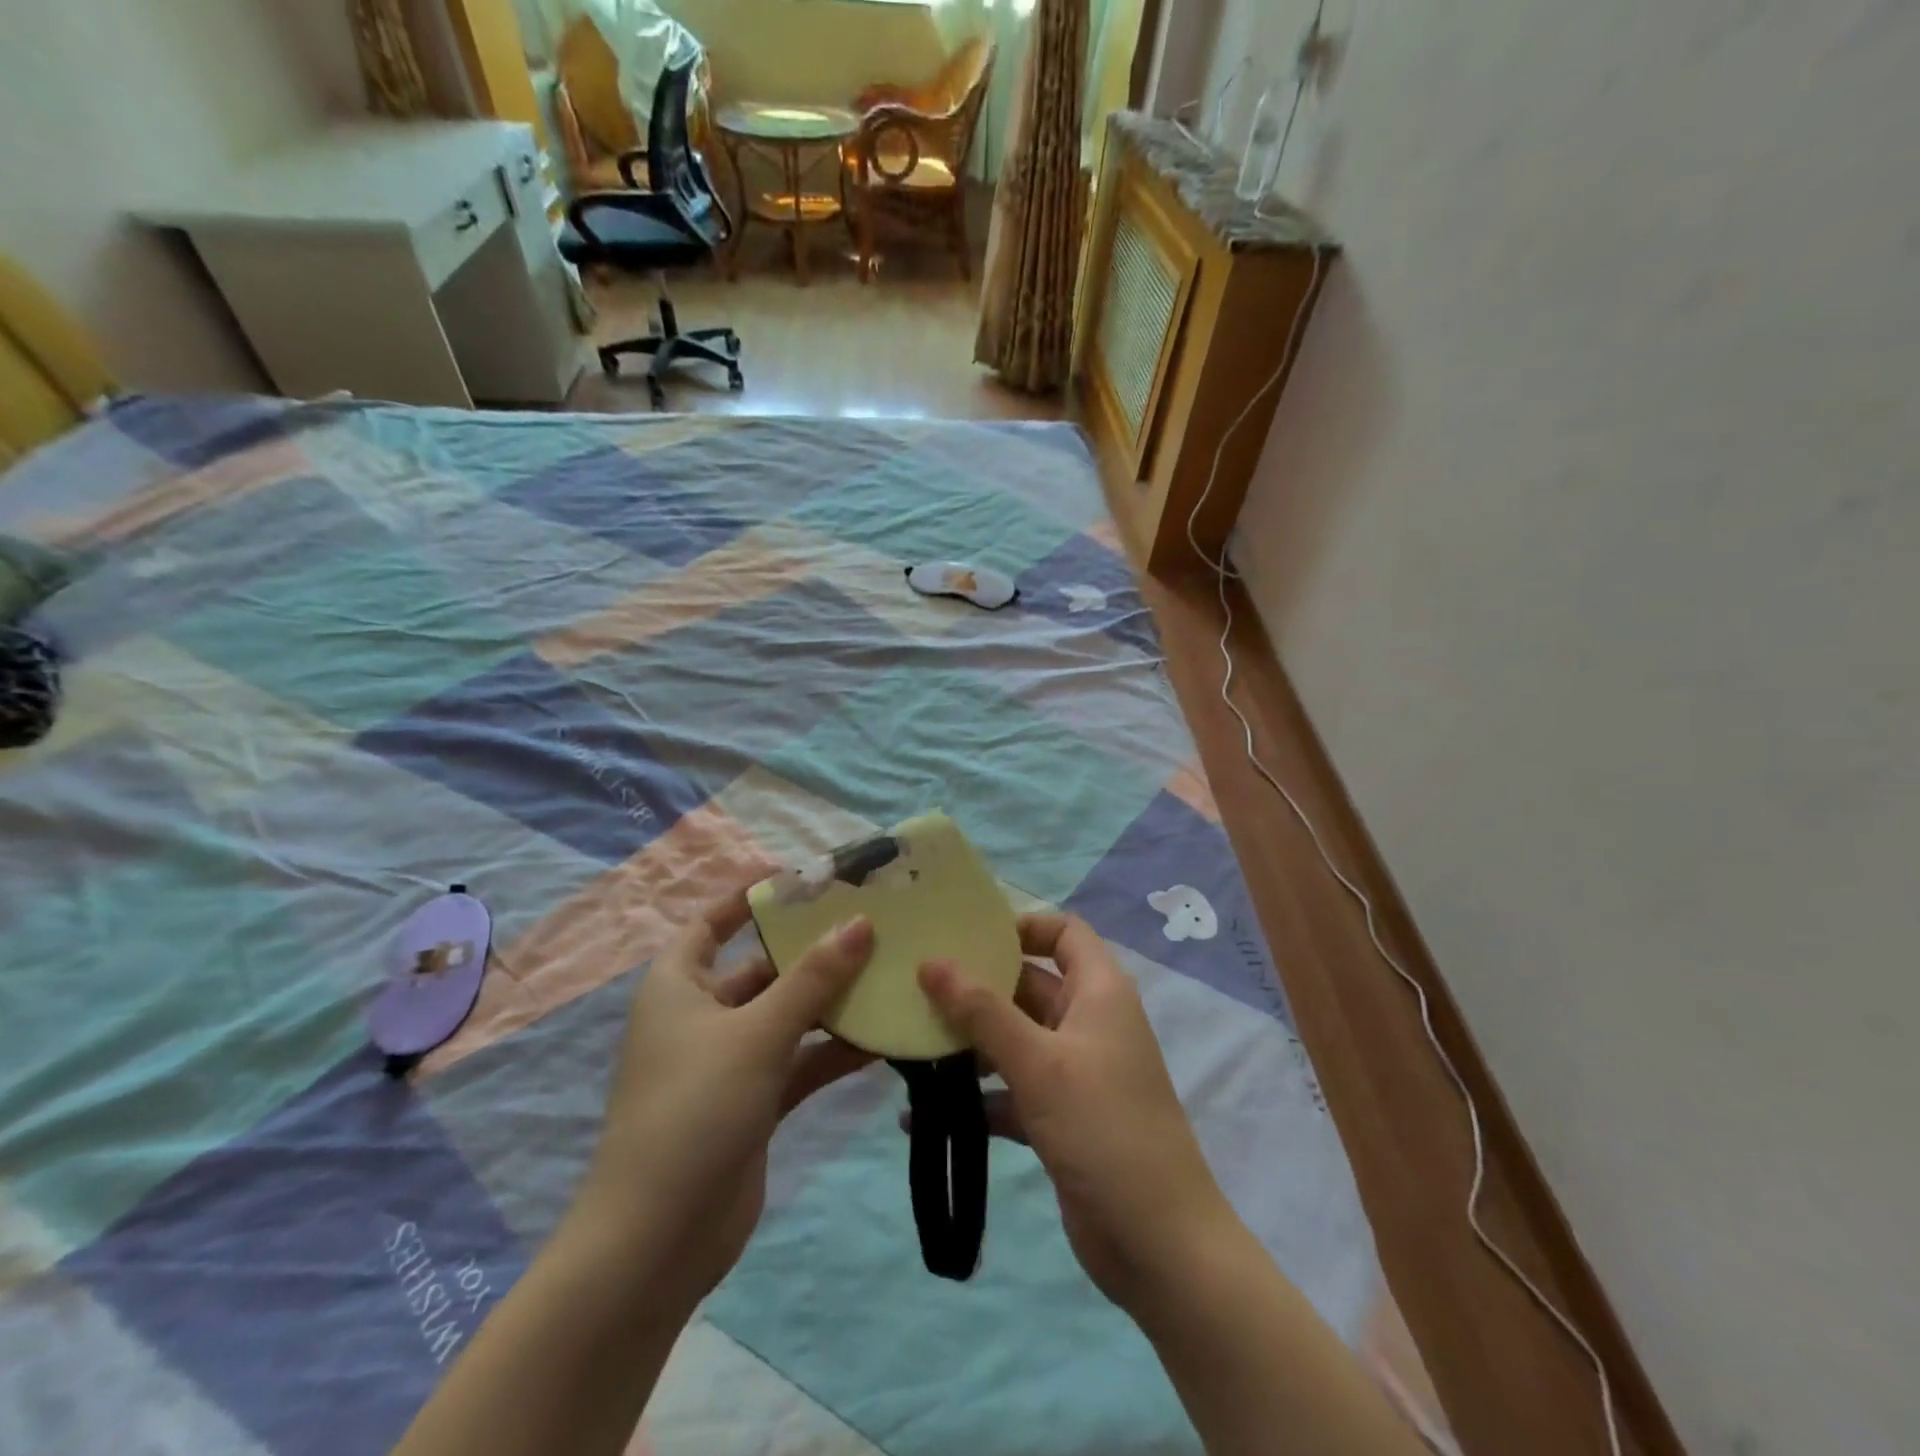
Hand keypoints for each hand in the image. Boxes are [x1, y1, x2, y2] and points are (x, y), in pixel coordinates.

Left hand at [573, 889, 876, 1307]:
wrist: (657, 1241)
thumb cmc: (695, 1110)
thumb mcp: (757, 1033)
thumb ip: (813, 978)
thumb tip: (860, 923)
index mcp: (679, 986)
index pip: (713, 923)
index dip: (751, 898)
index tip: (805, 880)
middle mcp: (701, 1017)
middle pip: (762, 968)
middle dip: (811, 950)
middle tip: (870, 924)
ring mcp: (729, 1062)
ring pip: (787, 1016)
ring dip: (830, 1002)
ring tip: (888, 973)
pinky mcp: (753, 1102)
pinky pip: (798, 1061)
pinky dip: (832, 1050)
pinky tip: (881, 1038)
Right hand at [918, 913, 1234, 1312]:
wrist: (1158, 1245)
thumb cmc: (1103, 1128)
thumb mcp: (1039, 1062)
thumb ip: (982, 1011)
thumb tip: (931, 961)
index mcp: (1100, 992)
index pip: (1065, 932)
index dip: (1023, 925)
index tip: (968, 936)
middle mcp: (1089, 1023)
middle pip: (1030, 984)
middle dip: (979, 986)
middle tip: (918, 985)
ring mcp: (1075, 1073)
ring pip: (1016, 1039)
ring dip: (971, 1042)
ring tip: (912, 1043)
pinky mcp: (1061, 1118)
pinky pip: (1012, 1091)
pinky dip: (978, 1097)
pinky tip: (923, 1114)